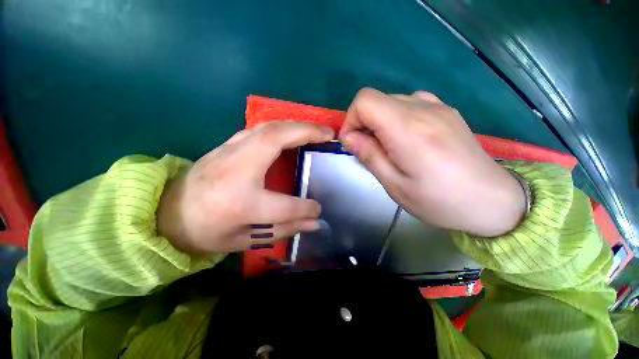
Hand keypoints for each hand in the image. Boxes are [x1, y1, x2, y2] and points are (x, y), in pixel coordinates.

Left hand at [158, 121, 333, 254]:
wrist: (166, 212)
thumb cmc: (205, 231)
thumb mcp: (244, 239)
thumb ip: (283, 229)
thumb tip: (315, 223)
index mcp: (240, 203)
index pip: (284, 206)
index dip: (306, 208)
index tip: (318, 208)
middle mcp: (236, 171)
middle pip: (275, 141)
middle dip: (307, 132)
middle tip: (328, 134)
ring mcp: (229, 153)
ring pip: (267, 128)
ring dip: (295, 125)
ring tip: (316, 130)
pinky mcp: (226, 145)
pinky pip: (258, 129)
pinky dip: (281, 127)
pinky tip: (292, 132)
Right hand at [339, 88, 525, 236]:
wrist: (493, 201)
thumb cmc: (439, 200)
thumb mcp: (394, 185)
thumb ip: (369, 156)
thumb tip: (349, 137)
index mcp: (408, 129)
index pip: (365, 101)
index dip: (351, 119)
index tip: (352, 143)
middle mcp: (423, 108)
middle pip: (377, 99)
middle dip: (363, 123)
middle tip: (369, 150)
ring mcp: (438, 107)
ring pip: (392, 101)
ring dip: (380, 122)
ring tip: (388, 148)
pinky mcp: (446, 112)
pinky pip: (410, 104)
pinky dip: (397, 118)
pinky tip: (407, 140)